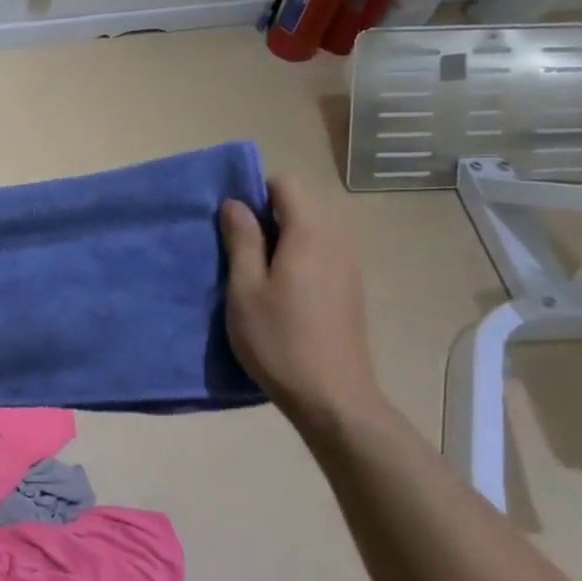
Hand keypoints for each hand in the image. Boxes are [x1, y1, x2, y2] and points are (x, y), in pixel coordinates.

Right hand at [220, 176, 385, 433]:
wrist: (332, 397)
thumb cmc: (279, 340)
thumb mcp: (245, 288)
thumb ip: (242, 240)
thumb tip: (236, 203)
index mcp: (310, 233)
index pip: (285, 183)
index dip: (255, 191)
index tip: (231, 220)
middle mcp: (337, 239)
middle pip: (301, 203)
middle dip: (267, 214)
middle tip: (236, 247)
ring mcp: (349, 263)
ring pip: (311, 229)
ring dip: (282, 237)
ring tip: (254, 270)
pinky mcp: (350, 286)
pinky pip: (321, 251)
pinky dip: (297, 255)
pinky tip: (279, 290)